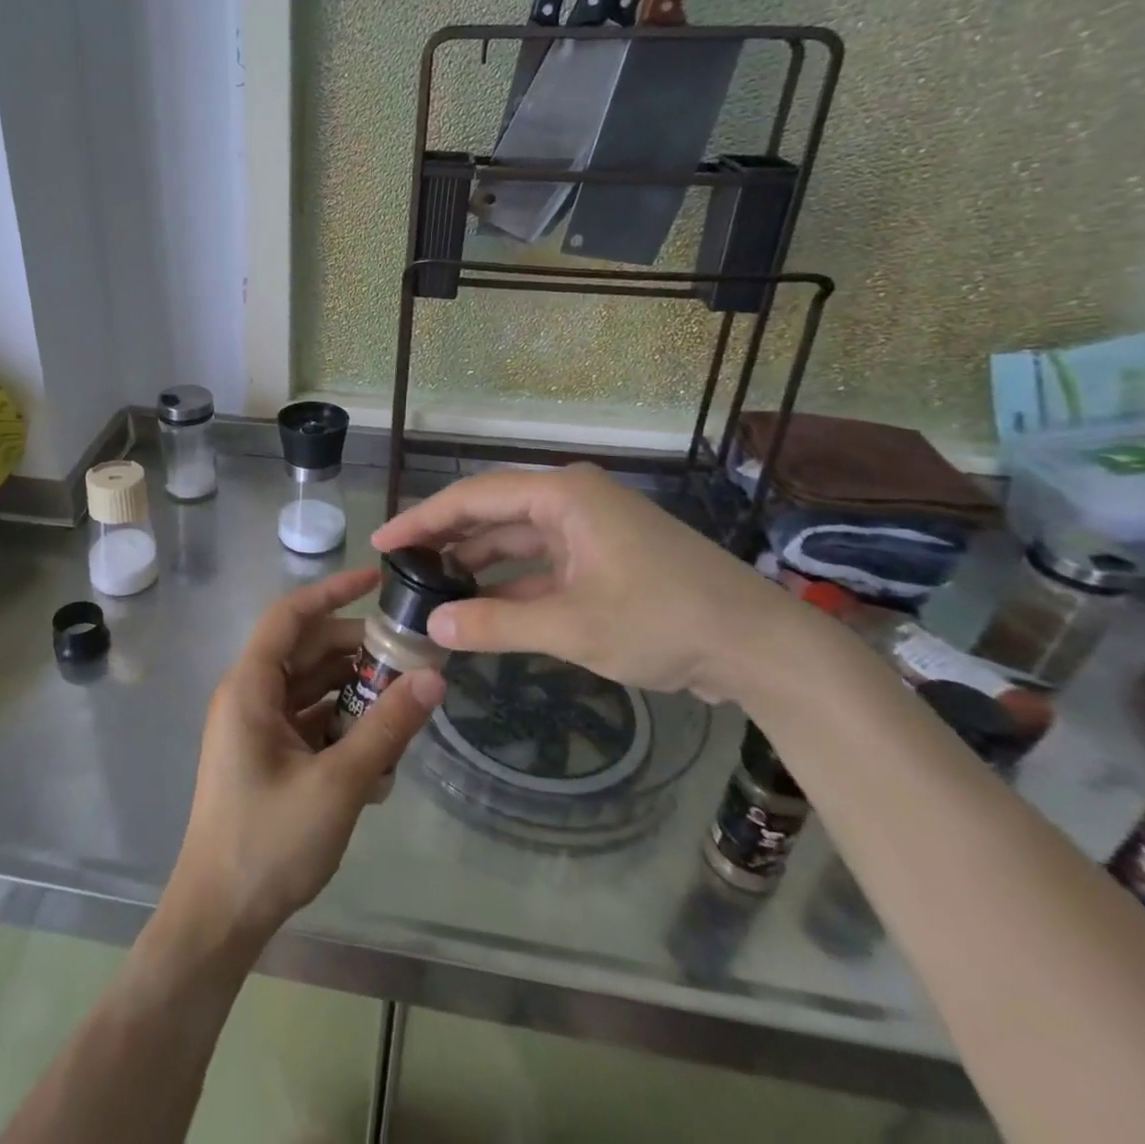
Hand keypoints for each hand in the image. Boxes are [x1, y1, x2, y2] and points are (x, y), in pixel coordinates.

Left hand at [163, 568, 445, 946]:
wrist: (219, 919)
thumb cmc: (268, 843)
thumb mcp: (338, 783)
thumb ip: (387, 728)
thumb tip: (434, 680)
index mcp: (250, 687)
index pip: (290, 616)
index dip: (332, 592)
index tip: (376, 579)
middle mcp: (249, 697)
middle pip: (306, 652)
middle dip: (356, 650)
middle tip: (410, 656)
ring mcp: (256, 728)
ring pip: (311, 688)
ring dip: (354, 691)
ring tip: (404, 701)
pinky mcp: (267, 756)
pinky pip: (308, 721)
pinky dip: (341, 725)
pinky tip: (380, 750)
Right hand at [370, 464, 808, 704]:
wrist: (761, 648)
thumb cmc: (664, 621)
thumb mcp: (572, 626)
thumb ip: (495, 624)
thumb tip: (432, 625)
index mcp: (564, 496)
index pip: (474, 497)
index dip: (423, 519)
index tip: (383, 541)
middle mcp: (572, 502)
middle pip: (492, 513)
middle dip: (445, 538)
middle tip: (399, 563)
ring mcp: (590, 531)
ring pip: (515, 541)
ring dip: (476, 563)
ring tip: (430, 586)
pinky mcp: (603, 560)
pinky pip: (541, 565)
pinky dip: (510, 585)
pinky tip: (480, 606)